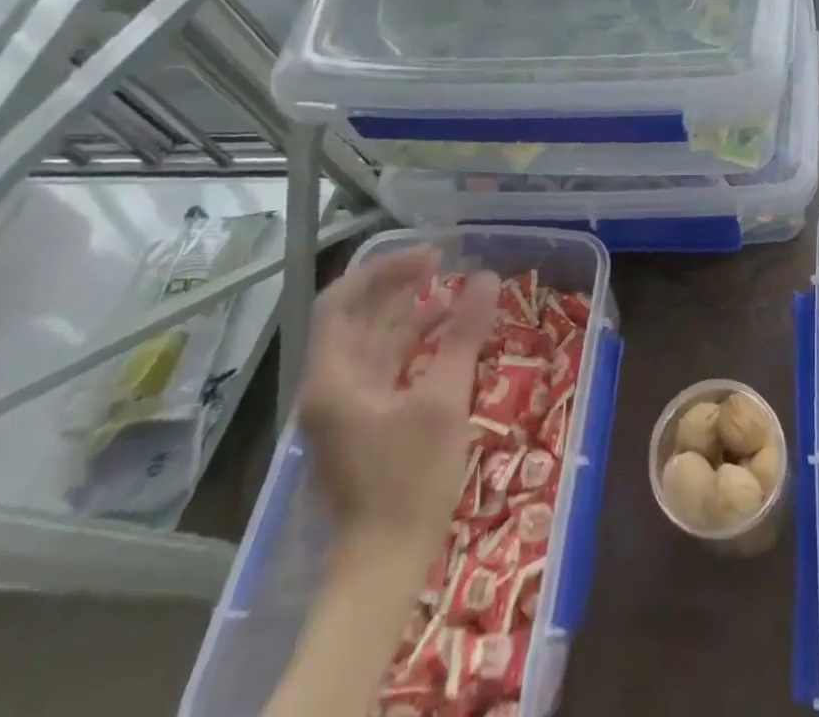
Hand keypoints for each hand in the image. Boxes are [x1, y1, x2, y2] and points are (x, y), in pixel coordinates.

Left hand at [298, 250, 496, 549]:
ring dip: (408, 313)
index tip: (430, 257)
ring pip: (372, 341)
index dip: (383, 271)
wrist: (385, 562)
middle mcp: (329, 386)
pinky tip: (445, 335)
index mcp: (333, 378)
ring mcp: (344, 405)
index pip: (341, 301)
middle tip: (444, 263)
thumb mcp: (444, 400)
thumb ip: (464, 335)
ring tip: (453, 293)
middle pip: (357, 317)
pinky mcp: (363, 421)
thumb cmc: (410, 479)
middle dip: (398, 286)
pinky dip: (412, 343)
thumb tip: (488, 278)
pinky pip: (384, 365)